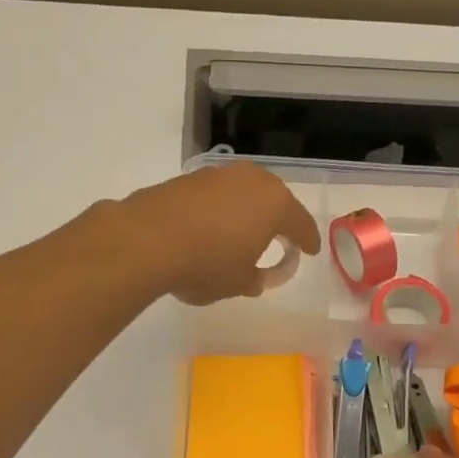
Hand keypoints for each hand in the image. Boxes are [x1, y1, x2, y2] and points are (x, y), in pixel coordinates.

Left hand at [120, 162, 321, 305]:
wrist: (148, 239)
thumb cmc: (207, 264)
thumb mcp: (238, 283)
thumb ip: (254, 278)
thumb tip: (255, 277)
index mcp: (275, 204)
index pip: (301, 223)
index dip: (307, 240)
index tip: (310, 251)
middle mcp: (252, 180)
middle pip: (274, 199)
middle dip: (279, 219)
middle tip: (281, 237)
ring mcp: (219, 175)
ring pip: (244, 192)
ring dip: (247, 211)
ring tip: (244, 232)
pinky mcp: (189, 178)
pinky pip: (217, 195)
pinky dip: (221, 210)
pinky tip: (212, 227)